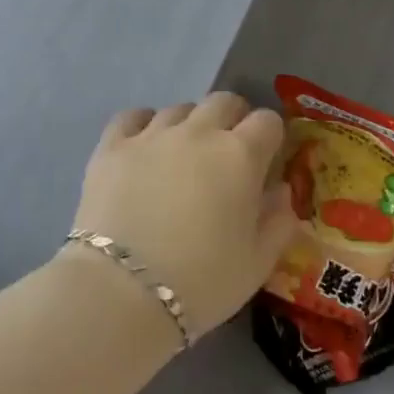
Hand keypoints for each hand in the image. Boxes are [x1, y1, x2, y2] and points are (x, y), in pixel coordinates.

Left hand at [72, 93, 297, 339]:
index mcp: (240, 156)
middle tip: (228, 152)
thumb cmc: (202, 282)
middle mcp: (198, 133)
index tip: (266, 159)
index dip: (270, 137)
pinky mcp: (111, 147)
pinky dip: (144, 124)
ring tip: (183, 156)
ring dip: (190, 125)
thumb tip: (282, 192)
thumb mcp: (258, 263)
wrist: (122, 292)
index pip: (267, 121)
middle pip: (223, 101)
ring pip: (179, 109)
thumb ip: (279, 222)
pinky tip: (144, 145)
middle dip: (233, 119)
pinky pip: (132, 116)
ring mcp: (151, 135)